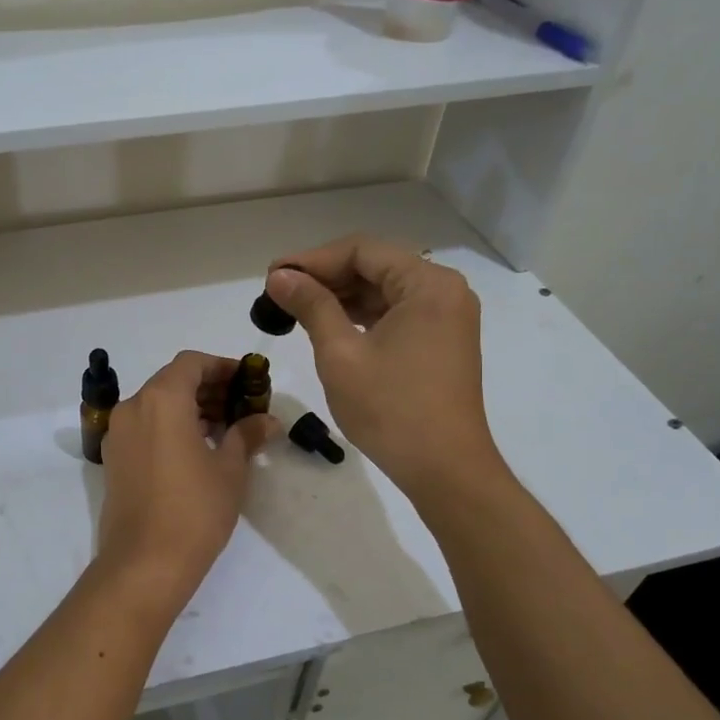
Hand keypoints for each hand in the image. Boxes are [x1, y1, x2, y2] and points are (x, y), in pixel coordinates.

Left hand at [94, 351, 275, 608]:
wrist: (144, 563)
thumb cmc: (195, 510)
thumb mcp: (230, 470)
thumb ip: (246, 435)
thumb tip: (267, 420)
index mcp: (161, 399)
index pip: (191, 363)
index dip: (221, 366)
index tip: (247, 381)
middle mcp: (133, 407)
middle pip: (171, 381)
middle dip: (207, 387)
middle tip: (240, 405)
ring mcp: (118, 433)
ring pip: (155, 404)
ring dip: (188, 407)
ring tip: (223, 429)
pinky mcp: (113, 459)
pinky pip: (143, 426)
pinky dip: (168, 426)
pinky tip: (195, 448)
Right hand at [265, 236, 504, 503]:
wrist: (444, 469)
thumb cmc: (390, 409)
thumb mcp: (340, 354)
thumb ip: (311, 306)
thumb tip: (279, 277)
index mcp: (427, 284)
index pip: (362, 250)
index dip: (312, 259)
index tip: (273, 276)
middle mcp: (444, 290)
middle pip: (375, 266)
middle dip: (325, 277)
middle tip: (278, 293)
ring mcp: (446, 317)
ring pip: (383, 290)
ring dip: (340, 297)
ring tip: (295, 309)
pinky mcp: (441, 341)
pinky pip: (396, 314)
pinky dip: (361, 316)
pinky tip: (328, 325)